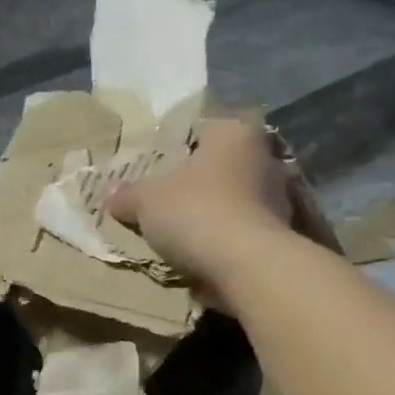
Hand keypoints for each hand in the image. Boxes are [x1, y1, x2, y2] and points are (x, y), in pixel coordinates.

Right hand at [110, 118, 293, 299]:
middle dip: (198, 180)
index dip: (176, 144)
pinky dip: (229, 238)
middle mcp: (264, 156)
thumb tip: (110, 194)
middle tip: (167, 197)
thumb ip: (128, 194)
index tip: (157, 164)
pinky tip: (206, 253)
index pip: (202, 127)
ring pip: (237, 197)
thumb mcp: (147, 202)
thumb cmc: (196, 213)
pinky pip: (246, 229)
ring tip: (185, 231)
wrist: (249, 266)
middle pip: (222, 164)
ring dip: (216, 211)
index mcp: (233, 132)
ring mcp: (280, 196)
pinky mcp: (284, 232)